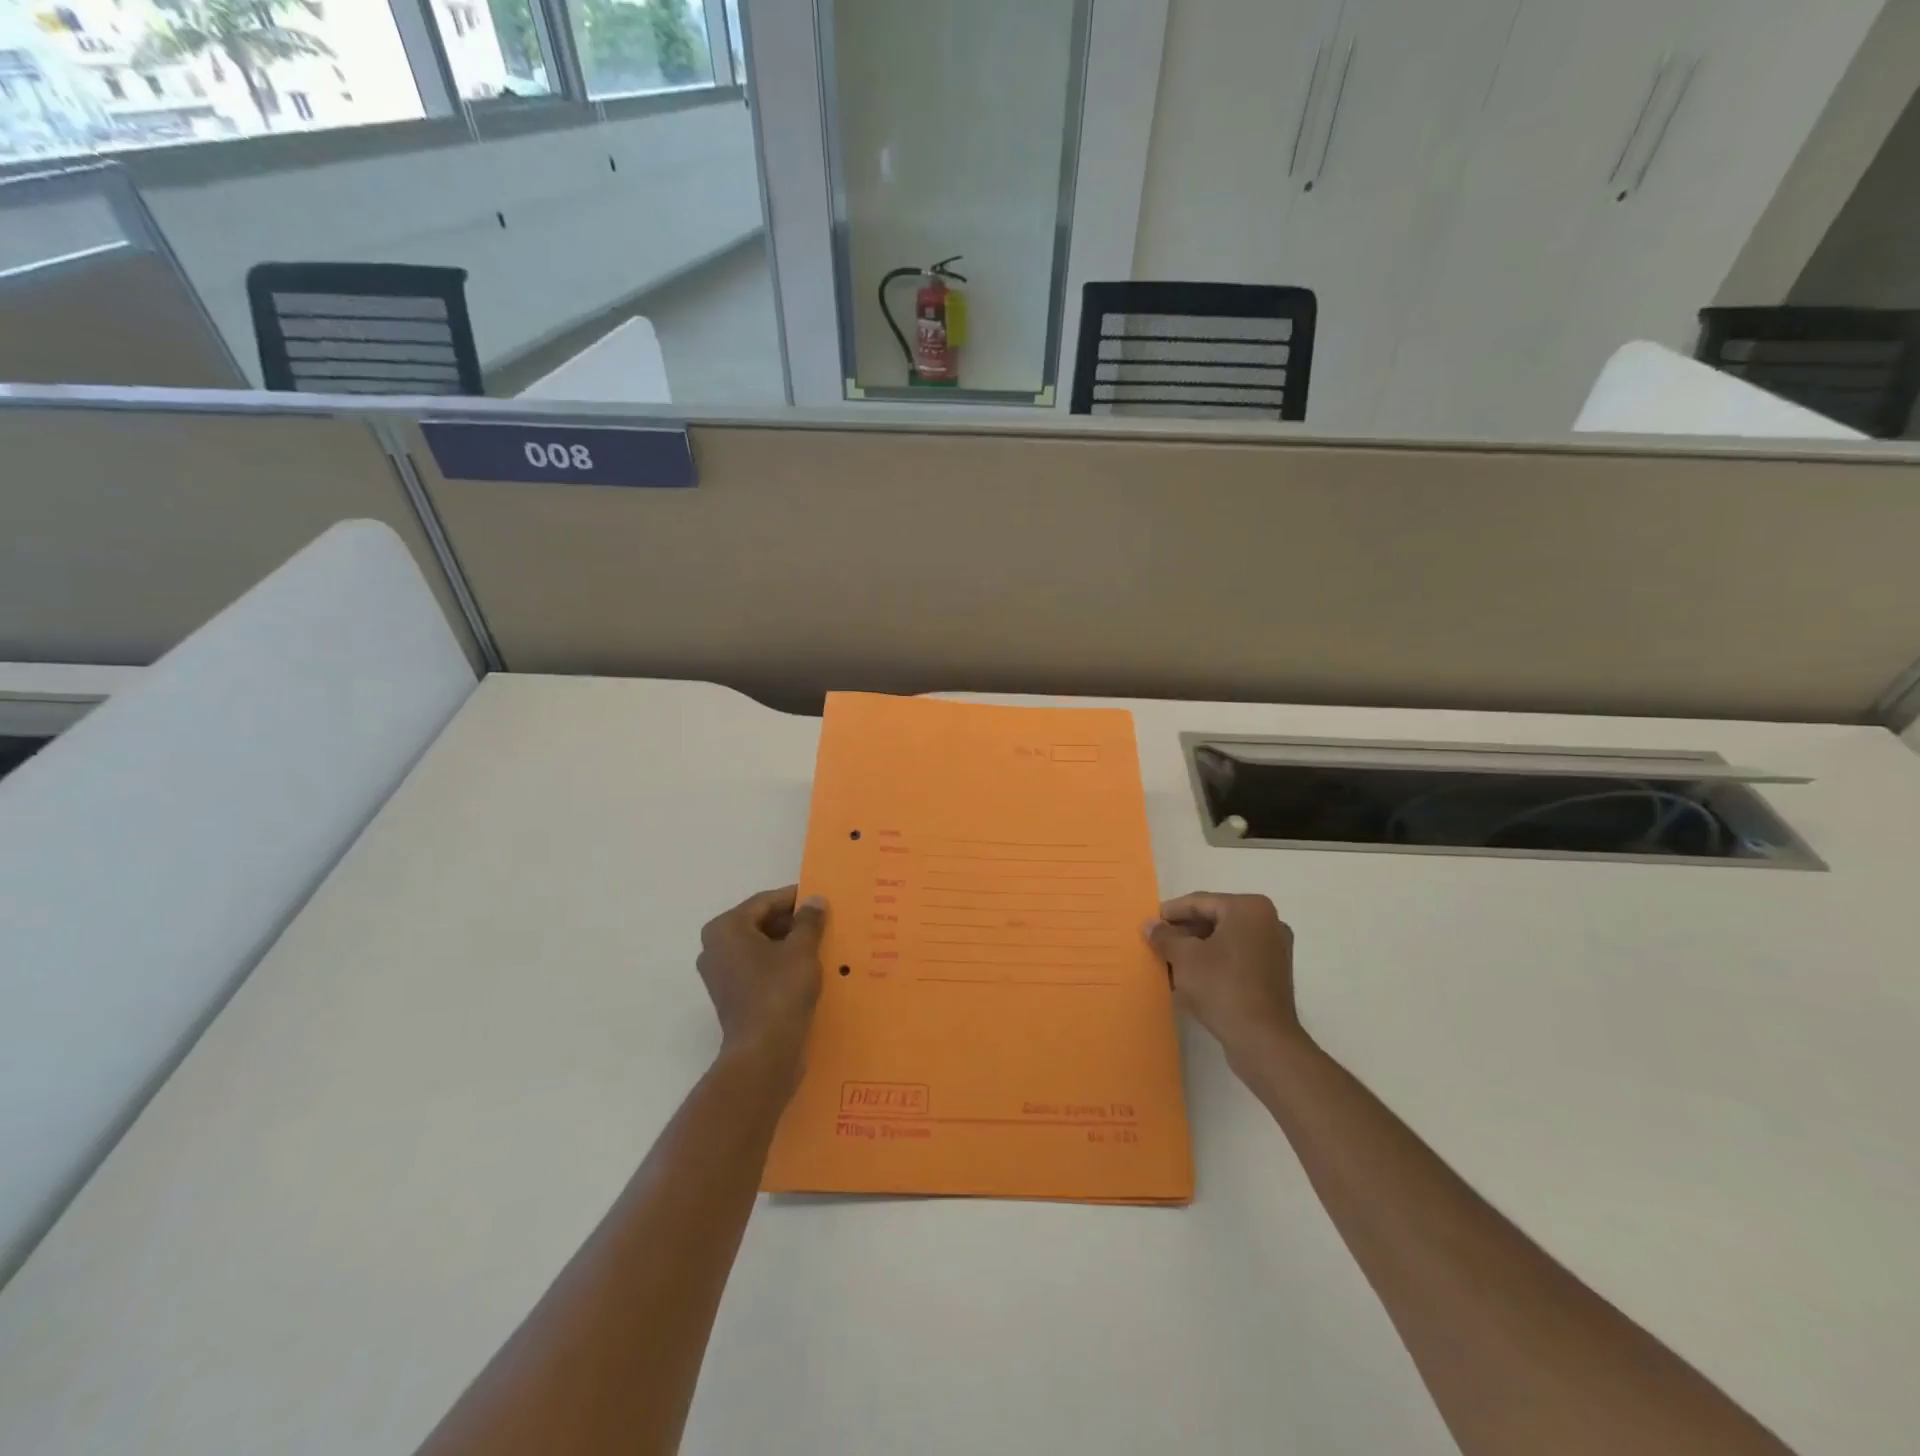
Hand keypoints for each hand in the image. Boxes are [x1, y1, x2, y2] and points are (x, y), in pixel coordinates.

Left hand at [697, 886, 827, 1076]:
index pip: (765, 902)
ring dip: (788, 943)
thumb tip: (814, 899)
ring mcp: (721, 974)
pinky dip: (780, 963)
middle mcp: (715, 947)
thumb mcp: (802, 949)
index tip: (822, 897)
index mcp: (726, 928)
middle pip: (760, 923)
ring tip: (820, 942)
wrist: (764, 1053)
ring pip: (760, 946)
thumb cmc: (779, 991)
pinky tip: (807, 967)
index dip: (795, 898)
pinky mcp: (731, 996)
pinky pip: (758, 968)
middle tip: (824, 921)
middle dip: (792, 922)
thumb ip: (809, 920)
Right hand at [1144, 892, 1304, 1070]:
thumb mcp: (1184, 957)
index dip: (1170, 912)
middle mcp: (1268, 922)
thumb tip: (1149, 925)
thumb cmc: (1222, 986)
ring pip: (1224, 941)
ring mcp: (1274, 950)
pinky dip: (1213, 963)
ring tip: (1168, 961)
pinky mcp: (1273, 975)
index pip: (1200, 902)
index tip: (1149, 923)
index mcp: (1249, 908)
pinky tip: (1190, 977)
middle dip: (1183, 932)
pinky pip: (1236, 959)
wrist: (1262, 1039)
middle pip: (1214, 919)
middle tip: (1157, 942)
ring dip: (1196, 949)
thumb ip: (1164, 936)